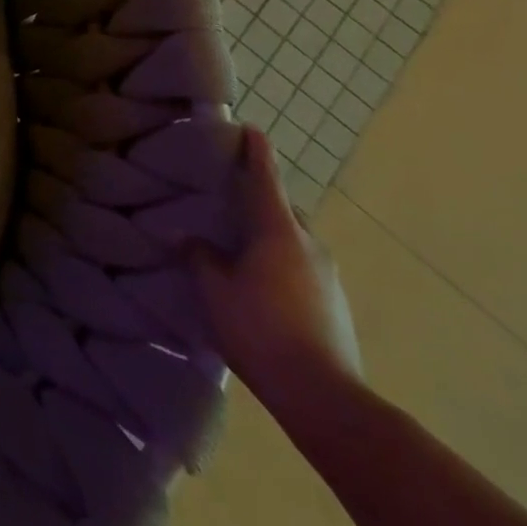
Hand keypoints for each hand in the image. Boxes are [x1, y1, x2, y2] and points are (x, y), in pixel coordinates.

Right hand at [191, 127, 362, 412]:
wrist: (324, 397)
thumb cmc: (260, 328)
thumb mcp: (213, 288)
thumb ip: (200, 256)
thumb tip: (190, 238)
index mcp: (278, 230)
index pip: (266, 177)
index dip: (256, 151)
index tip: (250, 129)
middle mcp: (308, 244)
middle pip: (283, 209)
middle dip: (260, 199)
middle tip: (229, 199)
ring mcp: (328, 277)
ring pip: (294, 241)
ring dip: (270, 236)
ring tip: (240, 248)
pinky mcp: (336, 305)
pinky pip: (302, 268)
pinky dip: (281, 264)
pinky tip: (260, 286)